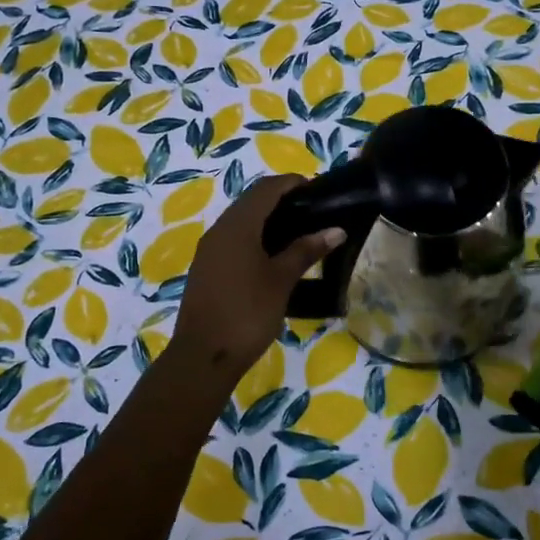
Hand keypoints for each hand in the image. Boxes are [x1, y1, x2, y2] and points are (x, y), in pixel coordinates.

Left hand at [169, 175, 343, 389]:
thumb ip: (306, 251)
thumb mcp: (281, 280)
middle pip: (251, 201)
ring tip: (299, 233)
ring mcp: (209, 250)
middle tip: (313, 212)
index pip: (266, 188)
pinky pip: (233, 240)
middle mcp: (219, 230)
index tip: (318, 190)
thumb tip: (336, 230)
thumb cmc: (247, 312)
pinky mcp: (207, 268)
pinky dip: (255, 237)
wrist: (203, 356)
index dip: (292, 183)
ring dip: (267, 220)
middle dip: (281, 200)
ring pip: (241, 221)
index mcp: (237, 225)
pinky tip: (273, 256)